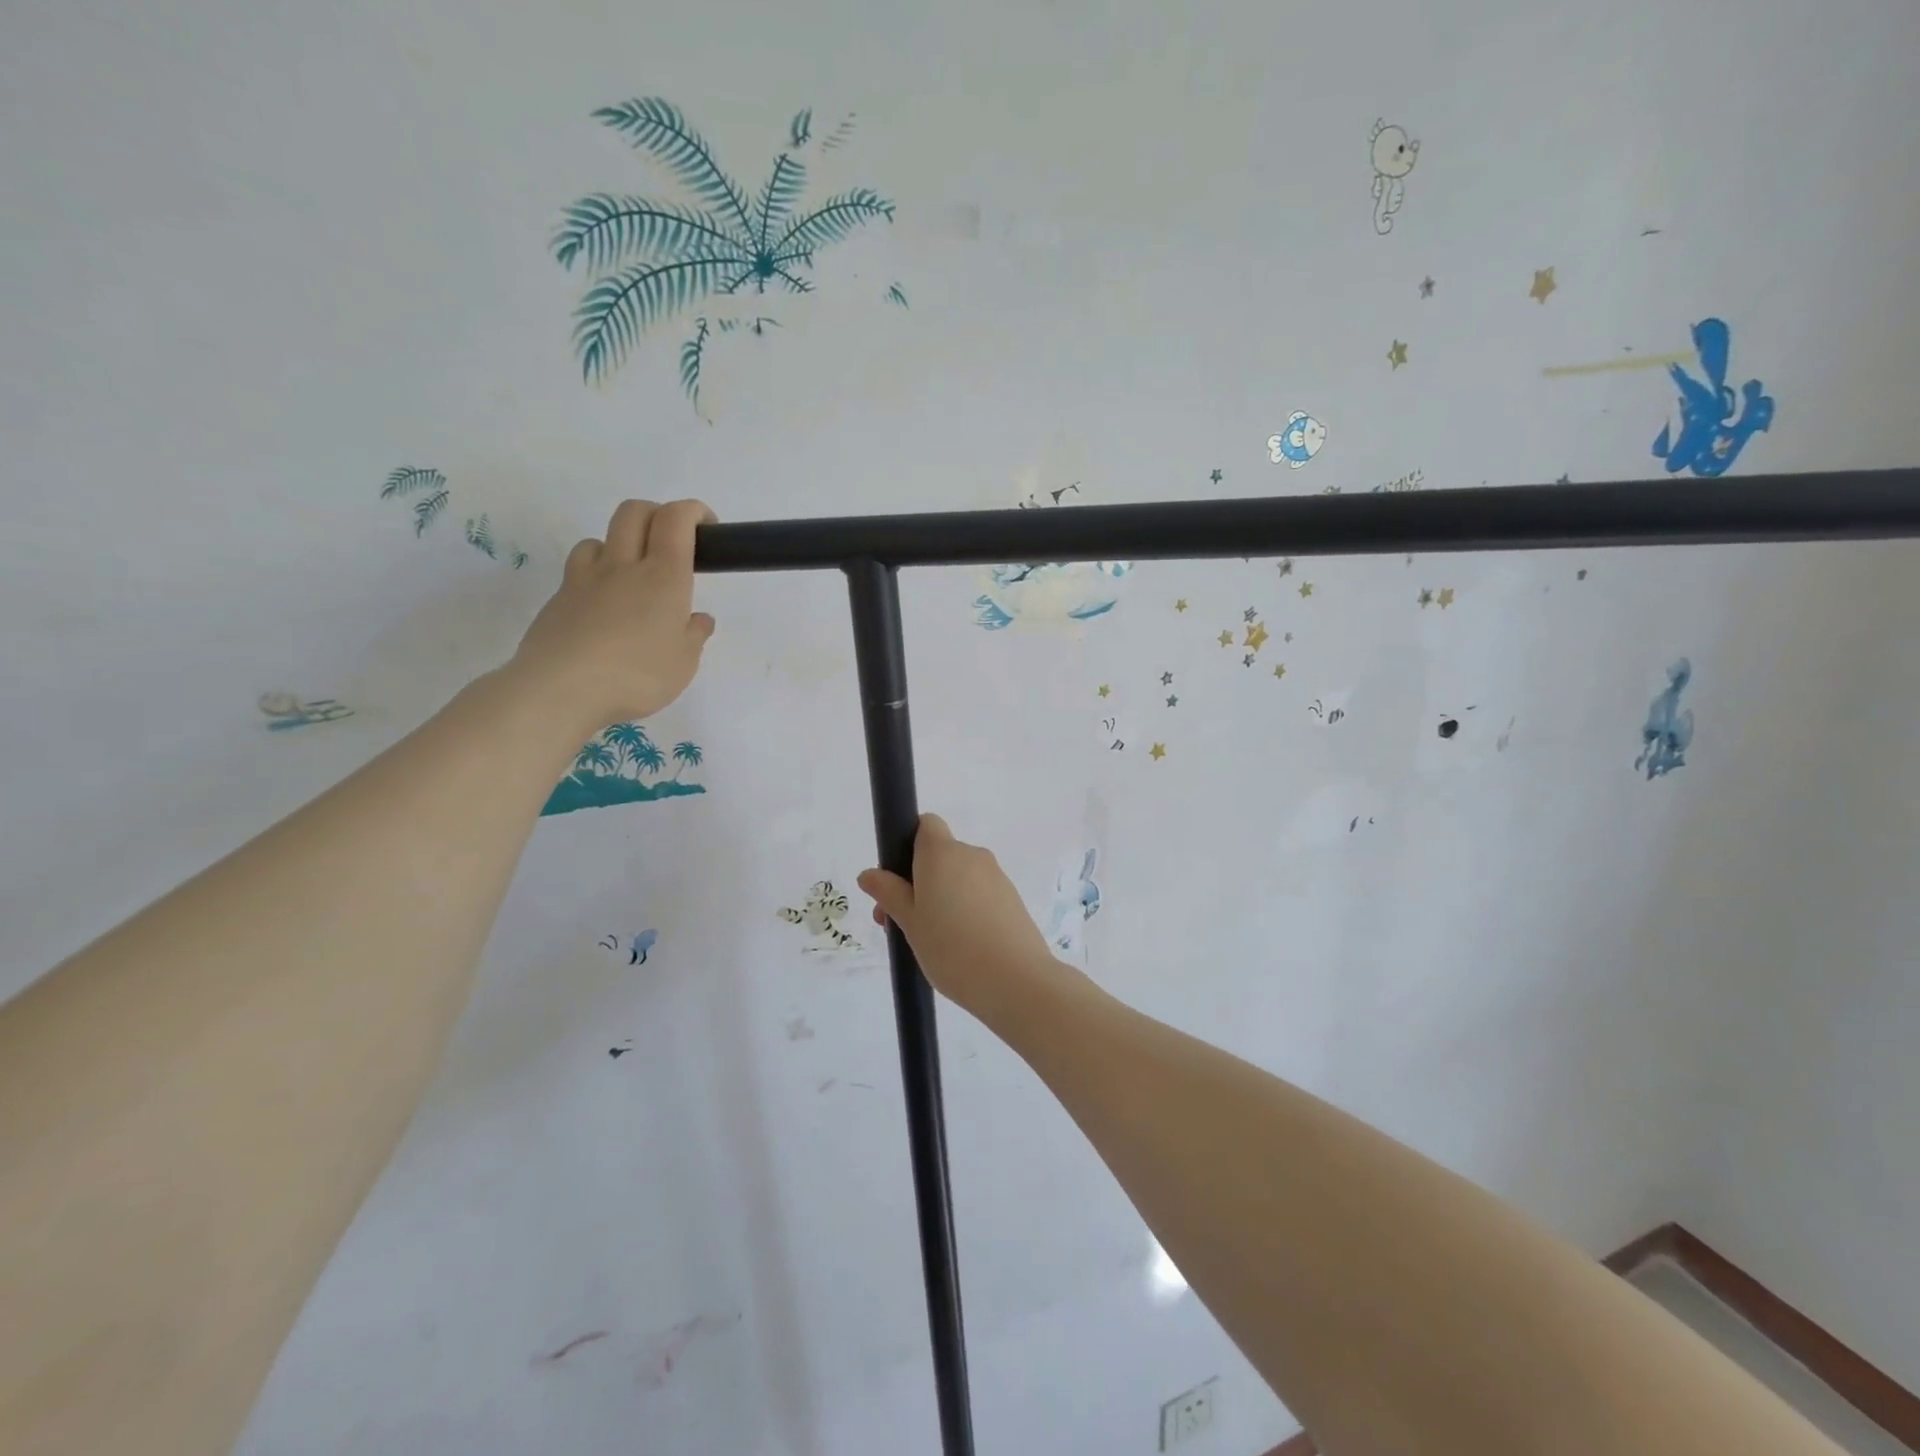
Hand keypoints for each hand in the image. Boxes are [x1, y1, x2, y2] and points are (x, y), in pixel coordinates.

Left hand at [507, 499, 716, 737]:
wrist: (561, 689)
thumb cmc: (637, 675)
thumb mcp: (683, 663)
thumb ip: (693, 636)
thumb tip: (698, 619)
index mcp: (664, 576)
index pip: (676, 520)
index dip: (693, 511)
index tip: (707, 526)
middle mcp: (624, 566)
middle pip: (634, 512)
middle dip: (657, 514)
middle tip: (672, 541)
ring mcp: (585, 579)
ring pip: (601, 538)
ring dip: (621, 543)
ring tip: (632, 574)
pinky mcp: (559, 599)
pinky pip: (580, 570)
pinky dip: (597, 573)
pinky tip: (603, 603)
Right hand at [858, 814, 1060, 1019]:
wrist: (1015, 980)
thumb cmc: (951, 947)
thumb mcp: (909, 921)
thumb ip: (888, 893)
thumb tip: (869, 873)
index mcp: (942, 852)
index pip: (925, 825)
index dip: (908, 844)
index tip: (898, 880)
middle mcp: (972, 855)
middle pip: (939, 855)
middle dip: (918, 881)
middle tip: (901, 922)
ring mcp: (996, 876)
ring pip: (959, 877)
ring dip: (941, 898)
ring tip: (931, 942)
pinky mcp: (1012, 899)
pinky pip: (979, 894)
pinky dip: (966, 910)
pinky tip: (961, 946)